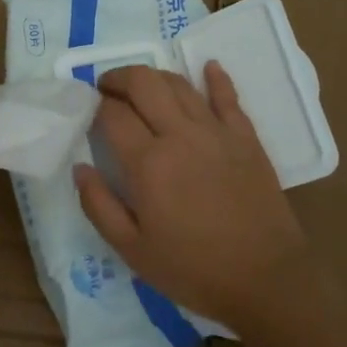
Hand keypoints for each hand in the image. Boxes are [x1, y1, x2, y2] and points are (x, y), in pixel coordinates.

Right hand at [74, 61, 309, 334]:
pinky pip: (228, 97)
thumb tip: (80, 167)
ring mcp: (216, 132)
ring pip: (180, 84)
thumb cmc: (193, 269)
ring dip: (155, 77)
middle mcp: (179, 135)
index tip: (88, 109)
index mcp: (147, 163)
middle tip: (108, 88)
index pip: (112, 114)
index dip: (95, 105)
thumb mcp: (132, 250)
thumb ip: (98, 205)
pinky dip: (216, 78)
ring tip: (143, 86)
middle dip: (119, 77)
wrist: (266, 279)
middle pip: (144, 83)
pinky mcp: (246, 137)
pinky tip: (208, 67)